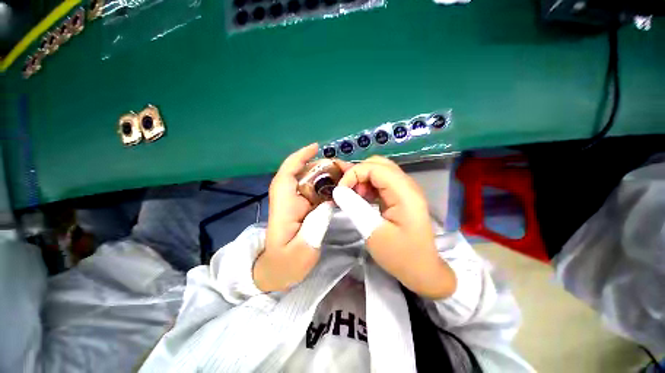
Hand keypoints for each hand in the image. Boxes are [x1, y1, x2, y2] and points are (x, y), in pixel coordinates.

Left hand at [253, 144, 333, 291]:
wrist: (278, 273)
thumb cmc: (285, 265)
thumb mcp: (301, 252)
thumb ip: (315, 227)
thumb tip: (330, 202)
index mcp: (283, 206)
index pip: (287, 174)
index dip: (299, 157)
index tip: (315, 147)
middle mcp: (289, 200)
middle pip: (303, 173)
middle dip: (322, 166)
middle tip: (344, 167)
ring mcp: (297, 203)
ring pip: (311, 181)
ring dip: (327, 175)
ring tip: (346, 176)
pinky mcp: (304, 208)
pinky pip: (316, 191)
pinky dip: (328, 186)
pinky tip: (341, 188)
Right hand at [332, 156, 455, 298]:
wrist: (422, 270)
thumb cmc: (400, 255)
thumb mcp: (373, 232)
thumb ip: (354, 207)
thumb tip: (338, 190)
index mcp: (404, 192)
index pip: (375, 167)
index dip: (354, 173)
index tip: (340, 190)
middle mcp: (406, 185)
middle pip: (378, 164)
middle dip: (358, 173)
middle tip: (347, 191)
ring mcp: (405, 189)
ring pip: (379, 171)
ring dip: (362, 179)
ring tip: (353, 196)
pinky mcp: (400, 196)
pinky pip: (381, 182)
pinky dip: (368, 185)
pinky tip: (362, 198)